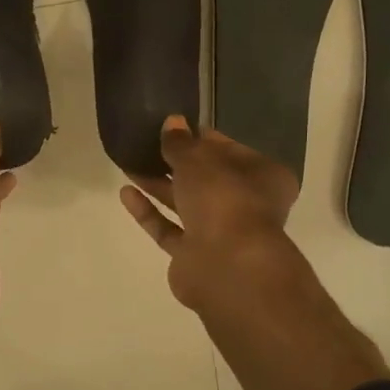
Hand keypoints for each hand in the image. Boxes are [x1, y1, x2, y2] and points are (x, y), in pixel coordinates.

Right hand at [120, 116, 299, 312]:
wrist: (227, 266)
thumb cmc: (224, 199)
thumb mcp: (198, 160)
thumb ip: (180, 143)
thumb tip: (172, 122)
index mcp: (263, 176)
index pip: (230, 150)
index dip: (201, 138)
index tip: (173, 127)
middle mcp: (246, 204)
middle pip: (207, 179)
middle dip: (175, 163)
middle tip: (145, 144)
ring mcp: (221, 233)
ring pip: (186, 204)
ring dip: (158, 185)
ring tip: (128, 164)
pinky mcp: (195, 256)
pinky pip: (169, 228)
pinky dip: (150, 212)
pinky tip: (126, 193)